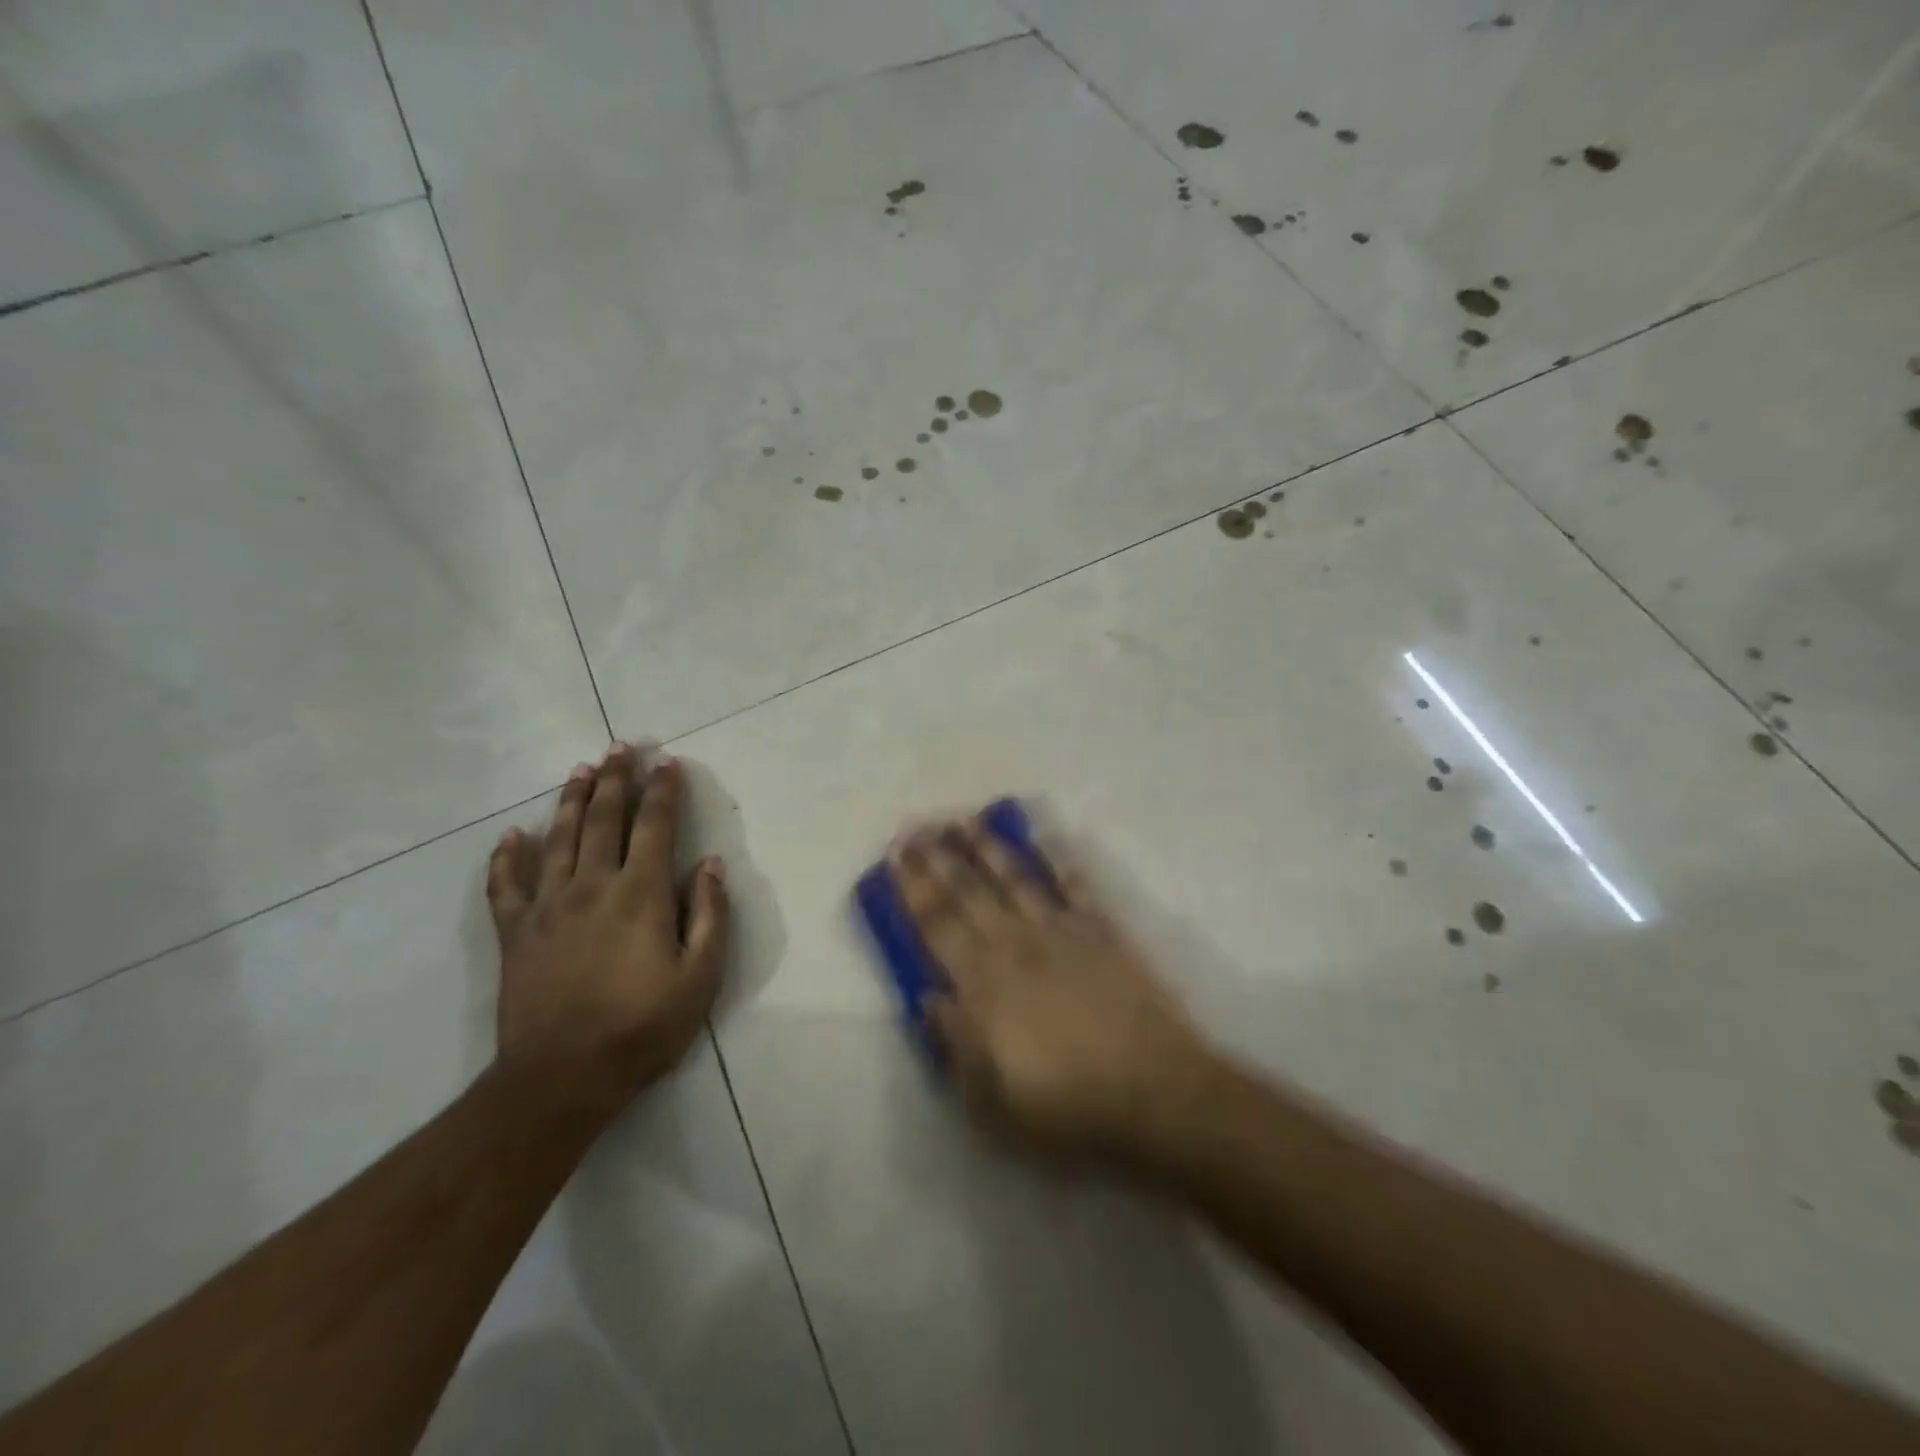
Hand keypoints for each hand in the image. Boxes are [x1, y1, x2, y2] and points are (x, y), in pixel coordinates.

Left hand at [485, 745, 727, 1127]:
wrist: (561, 1078)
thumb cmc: (642, 1028)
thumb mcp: (700, 977)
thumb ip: (710, 916)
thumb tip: (712, 865)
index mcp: (641, 894)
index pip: (655, 826)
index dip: (663, 791)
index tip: (668, 763)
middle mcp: (592, 886)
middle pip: (603, 819)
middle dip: (615, 780)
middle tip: (621, 748)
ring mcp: (547, 906)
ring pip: (557, 838)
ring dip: (571, 801)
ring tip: (580, 771)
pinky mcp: (513, 932)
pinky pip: (505, 884)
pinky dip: (506, 856)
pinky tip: (511, 836)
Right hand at [894, 820, 1214, 1164]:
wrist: (1156, 1094)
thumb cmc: (1067, 1108)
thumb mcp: (991, 1100)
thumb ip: (955, 1043)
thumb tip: (928, 998)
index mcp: (984, 985)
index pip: (937, 926)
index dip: (913, 890)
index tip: (895, 857)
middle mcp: (1017, 946)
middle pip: (969, 893)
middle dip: (938, 858)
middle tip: (916, 827)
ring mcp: (1062, 934)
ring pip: (1016, 879)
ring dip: (988, 848)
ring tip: (966, 821)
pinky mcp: (1104, 934)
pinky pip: (1077, 889)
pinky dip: (1063, 865)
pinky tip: (1051, 844)